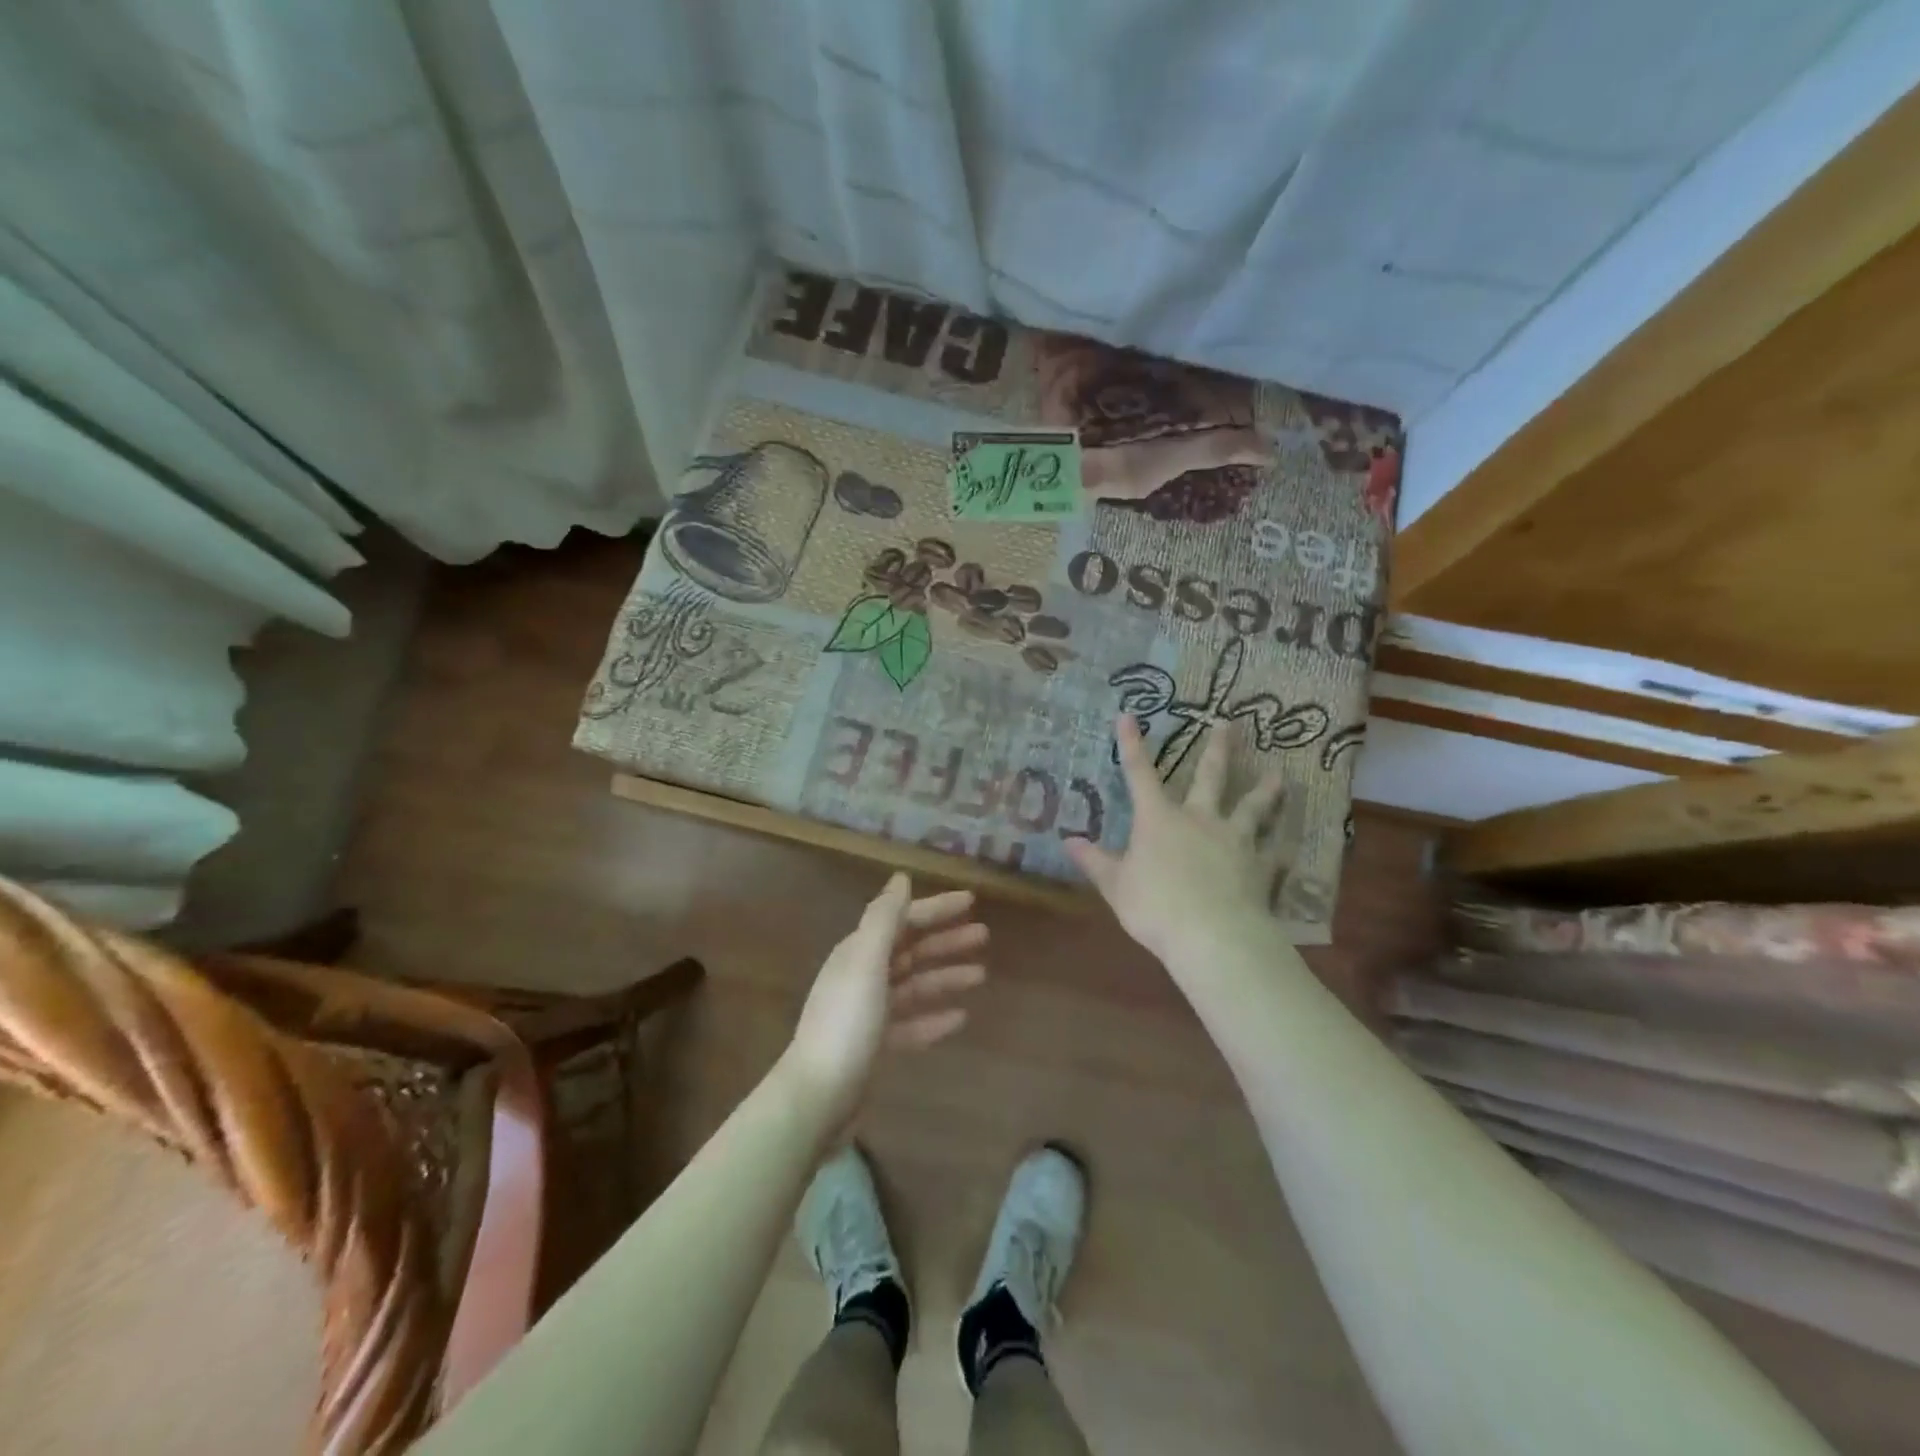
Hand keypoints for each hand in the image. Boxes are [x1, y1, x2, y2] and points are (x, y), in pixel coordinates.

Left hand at [779, 875, 987, 1123]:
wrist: (818, 1097)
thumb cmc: (846, 1023)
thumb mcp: (866, 963)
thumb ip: (884, 919)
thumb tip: (900, 877)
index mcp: (859, 952)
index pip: (903, 920)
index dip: (936, 908)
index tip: (971, 901)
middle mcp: (862, 976)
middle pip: (910, 950)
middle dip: (946, 941)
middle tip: (984, 936)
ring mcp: (868, 1013)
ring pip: (914, 985)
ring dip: (945, 976)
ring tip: (981, 975)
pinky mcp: (875, 1045)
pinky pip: (911, 1023)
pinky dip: (934, 1017)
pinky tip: (960, 1018)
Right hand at [1066, 714, 1288, 967]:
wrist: (1213, 937)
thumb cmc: (1155, 907)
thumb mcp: (1115, 886)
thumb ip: (1095, 862)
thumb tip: (1068, 841)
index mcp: (1159, 819)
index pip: (1140, 774)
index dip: (1132, 744)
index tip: (1128, 715)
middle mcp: (1199, 820)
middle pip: (1210, 778)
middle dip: (1218, 750)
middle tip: (1230, 725)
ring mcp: (1235, 841)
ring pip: (1252, 808)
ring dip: (1264, 790)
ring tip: (1277, 774)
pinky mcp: (1260, 868)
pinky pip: (1274, 853)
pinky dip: (1281, 847)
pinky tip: (1291, 844)